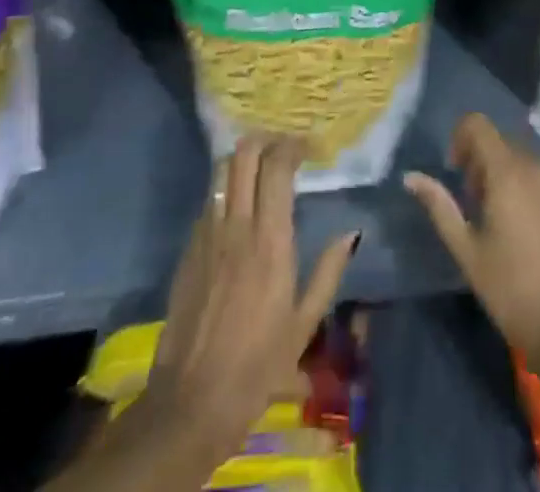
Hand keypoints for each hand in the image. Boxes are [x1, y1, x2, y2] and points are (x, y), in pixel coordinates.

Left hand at [144, 137, 359, 460]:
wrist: (192, 401)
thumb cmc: (257, 365)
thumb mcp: (304, 324)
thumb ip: (328, 272)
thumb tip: (351, 233)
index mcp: (270, 240)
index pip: (277, 167)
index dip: (294, 146)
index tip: (310, 147)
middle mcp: (237, 225)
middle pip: (244, 154)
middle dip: (266, 139)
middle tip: (285, 147)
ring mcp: (207, 233)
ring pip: (222, 170)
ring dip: (243, 158)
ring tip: (261, 165)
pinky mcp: (188, 247)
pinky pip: (209, 199)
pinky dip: (227, 187)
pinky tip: (239, 204)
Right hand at [404, 114, 539, 357]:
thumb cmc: (511, 289)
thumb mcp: (467, 250)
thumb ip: (439, 206)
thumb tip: (411, 177)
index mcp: (507, 172)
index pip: (478, 124)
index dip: (461, 138)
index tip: (458, 172)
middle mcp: (538, 165)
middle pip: (502, 143)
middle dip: (483, 163)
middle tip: (477, 206)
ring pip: (526, 160)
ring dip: (509, 175)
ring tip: (505, 221)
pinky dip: (533, 189)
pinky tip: (533, 230)